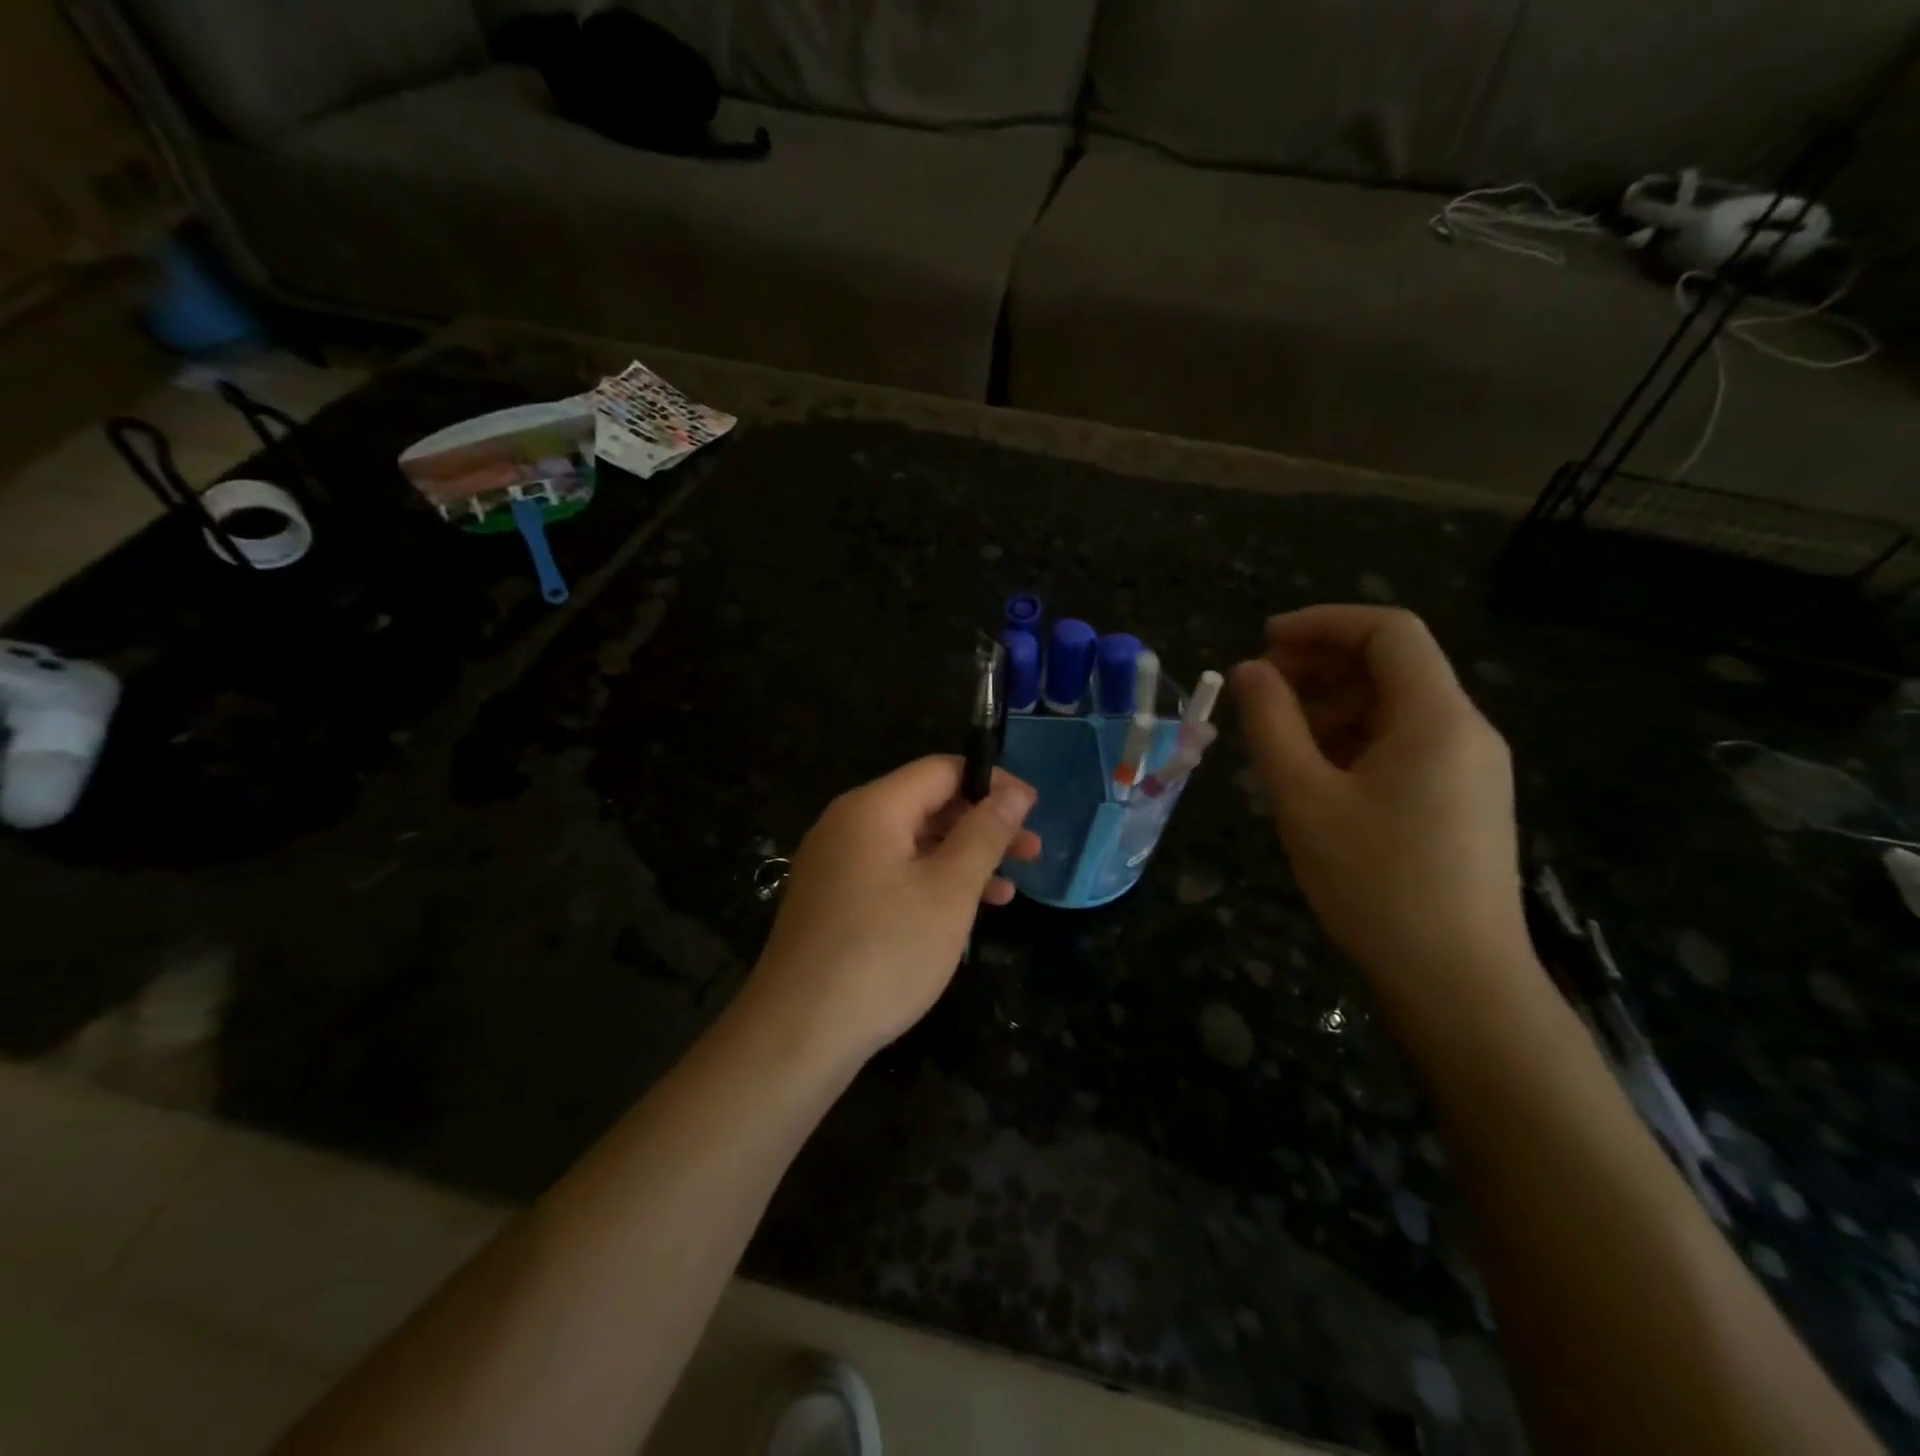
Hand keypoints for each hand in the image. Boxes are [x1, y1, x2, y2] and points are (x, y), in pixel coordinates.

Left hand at [750, 756, 1039, 1058]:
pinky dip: (931, 884)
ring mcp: (835, 865)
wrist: (798, 1033)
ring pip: (911, 844)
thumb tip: (1013, 793)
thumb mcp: (949, 890)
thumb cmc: (885, 952)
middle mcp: (848, 825)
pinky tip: (964, 913)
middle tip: (1032, 851)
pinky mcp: (833, 901)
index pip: (941, 770)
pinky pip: (891, 874)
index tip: (1034, 809)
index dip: (992, 783)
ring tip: (1009, 888)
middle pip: (926, 805)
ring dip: (962, 859)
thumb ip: (985, 834)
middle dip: (982, 824)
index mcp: (872, 808)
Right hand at [1231, 606, 1532, 1007]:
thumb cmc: (1374, 884)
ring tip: (1272, 743)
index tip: (1264, 641)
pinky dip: (1353, 743)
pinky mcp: (1464, 802)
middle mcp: (1466, 731)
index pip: (1388, 632)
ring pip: (1395, 710)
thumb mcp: (1304, 798)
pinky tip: (1311, 777)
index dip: (1323, 623)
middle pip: (1393, 667)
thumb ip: (1272, 724)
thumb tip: (1249, 670)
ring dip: (1330, 708)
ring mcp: (1470, 769)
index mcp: (1436, 718)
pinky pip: (1404, 747)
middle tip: (1258, 692)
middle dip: (1320, 667)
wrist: (1457, 981)